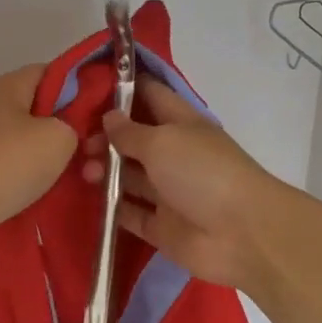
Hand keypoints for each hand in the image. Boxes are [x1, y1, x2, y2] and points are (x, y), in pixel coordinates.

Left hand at [0, 66, 77, 240]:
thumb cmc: (6, 163)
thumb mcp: (59, 138)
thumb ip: (74, 125)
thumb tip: (68, 130)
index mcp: (7, 85)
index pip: (52, 72)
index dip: (80, 88)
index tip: (101, 114)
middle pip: (37, 108)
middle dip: (65, 129)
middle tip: (90, 152)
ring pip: (23, 140)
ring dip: (45, 157)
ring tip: (71, 178)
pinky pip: (6, 166)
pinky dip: (24, 177)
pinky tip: (41, 194)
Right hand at [81, 77, 287, 292]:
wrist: (241, 235)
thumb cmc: (202, 173)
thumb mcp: (162, 141)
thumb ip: (130, 131)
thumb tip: (109, 116)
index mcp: (181, 124)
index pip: (150, 96)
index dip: (122, 90)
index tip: (86, 87)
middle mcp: (174, 154)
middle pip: (133, 139)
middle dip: (105, 137)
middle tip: (80, 144)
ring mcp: (168, 192)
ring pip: (128, 176)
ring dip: (105, 171)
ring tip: (85, 173)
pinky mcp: (161, 226)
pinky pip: (130, 213)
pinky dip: (111, 207)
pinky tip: (88, 200)